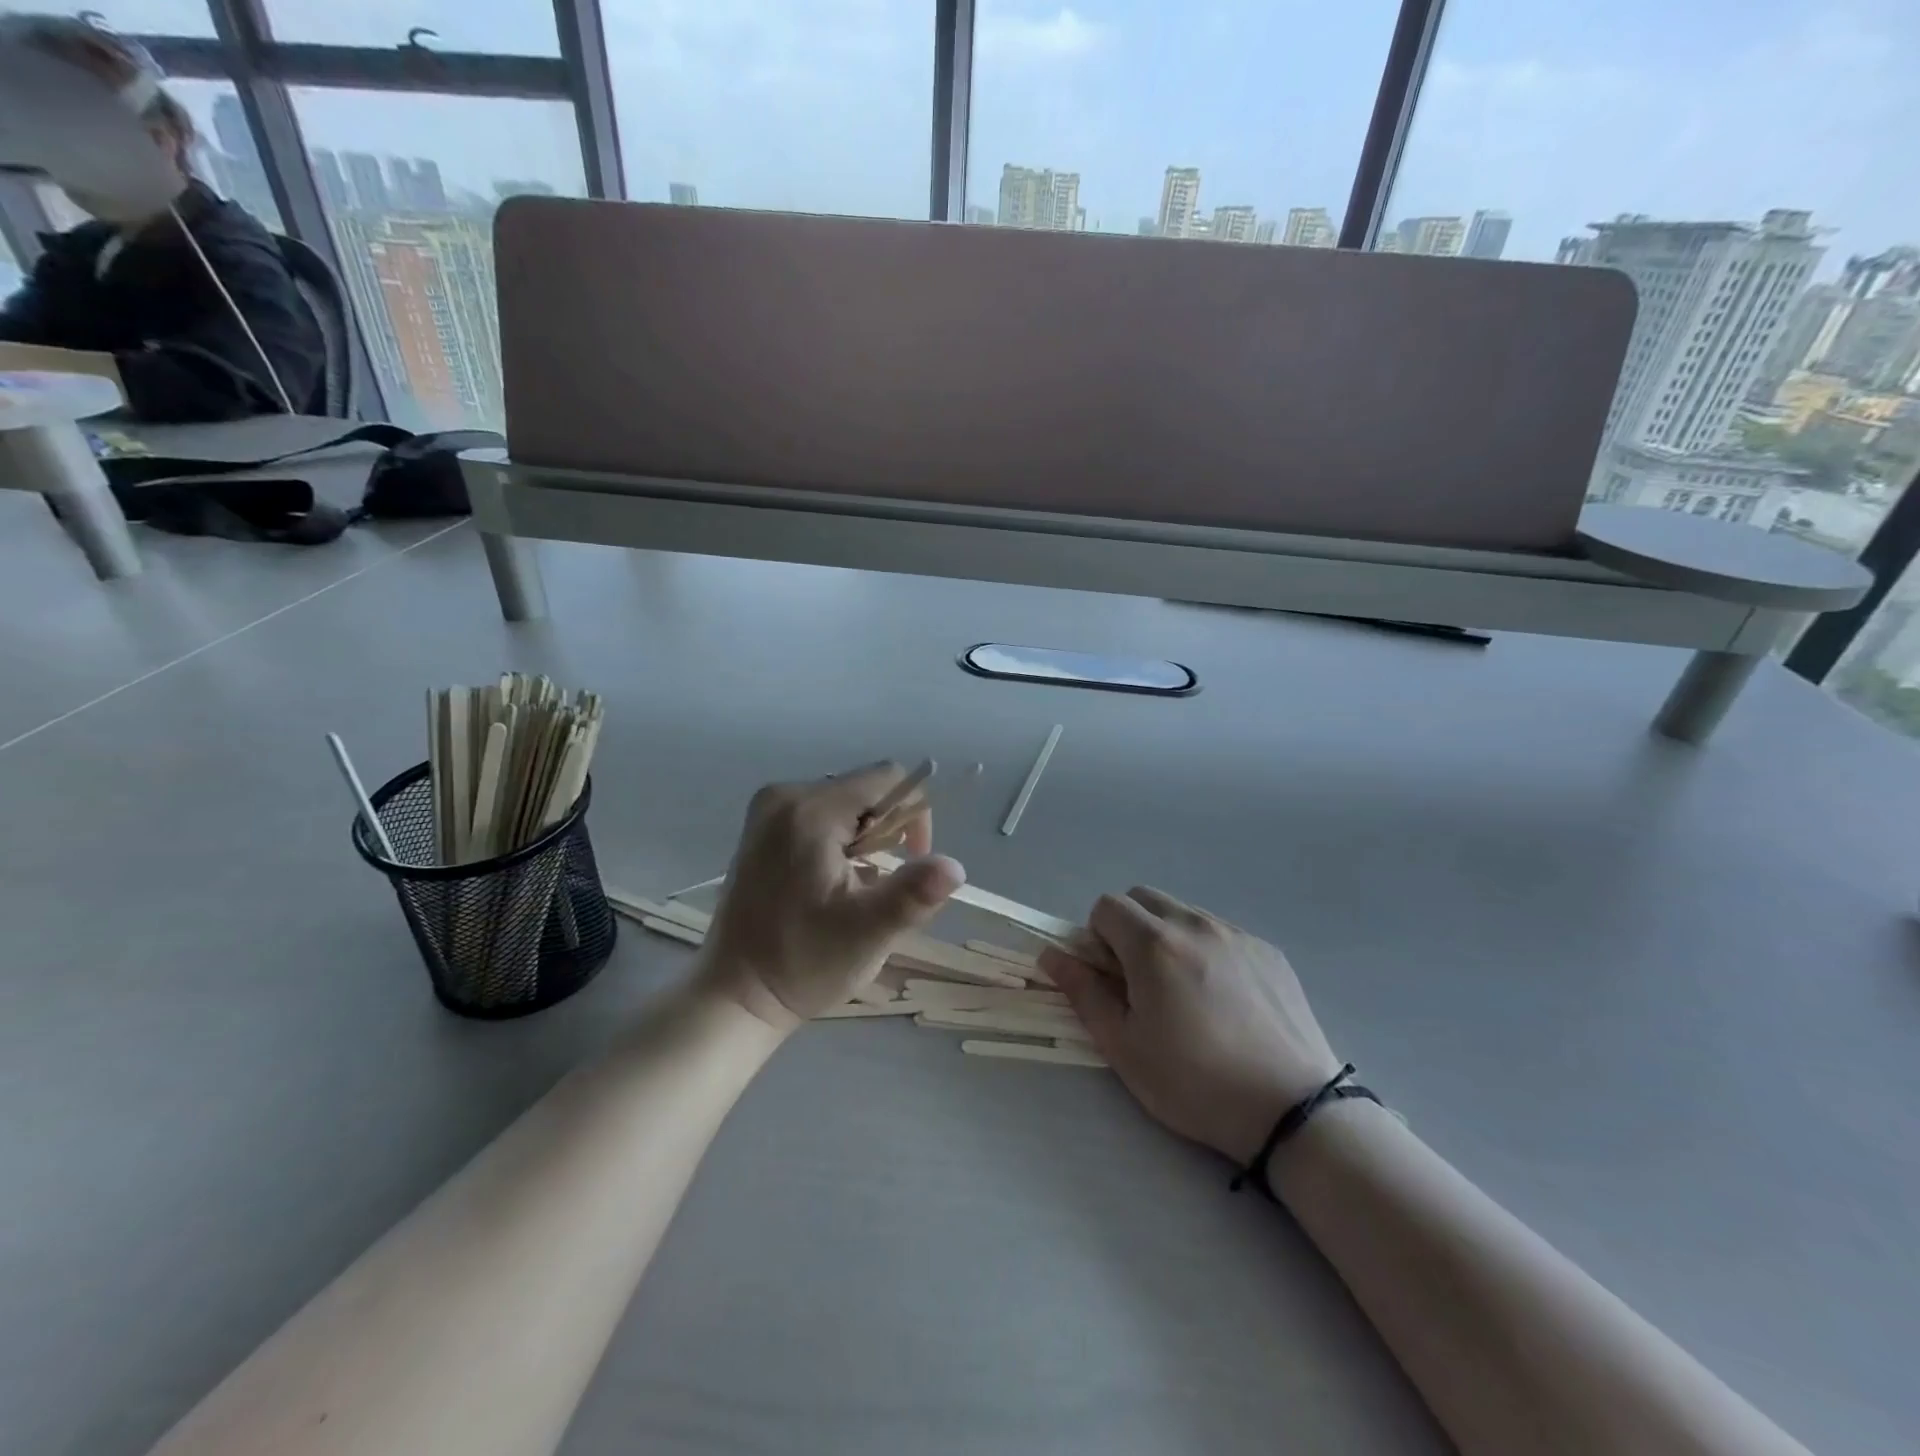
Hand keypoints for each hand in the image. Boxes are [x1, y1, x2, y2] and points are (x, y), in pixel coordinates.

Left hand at [698, 763, 965, 1029]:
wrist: (735, 994)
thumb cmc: (802, 963)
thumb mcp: (867, 932)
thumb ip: (913, 894)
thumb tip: (957, 866)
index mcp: (809, 811)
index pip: (888, 779)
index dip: (914, 815)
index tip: (910, 863)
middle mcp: (784, 796)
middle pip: (866, 790)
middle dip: (886, 832)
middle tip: (875, 885)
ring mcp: (767, 809)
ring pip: (846, 803)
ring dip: (864, 839)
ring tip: (851, 888)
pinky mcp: (762, 827)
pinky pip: (821, 814)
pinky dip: (839, 841)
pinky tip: (828, 883)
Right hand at [1041, 889, 1342, 1164]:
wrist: (1293, 1111)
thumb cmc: (1195, 1083)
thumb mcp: (1124, 1047)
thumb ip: (1084, 992)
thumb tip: (1052, 954)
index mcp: (1154, 944)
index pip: (1106, 906)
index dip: (1097, 938)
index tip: (1111, 979)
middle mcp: (1195, 924)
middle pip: (1144, 897)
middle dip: (1128, 927)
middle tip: (1140, 981)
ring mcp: (1237, 934)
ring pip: (1183, 912)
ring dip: (1168, 937)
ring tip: (1185, 993)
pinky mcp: (1268, 951)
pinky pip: (1221, 932)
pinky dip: (1206, 950)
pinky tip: (1223, 1000)